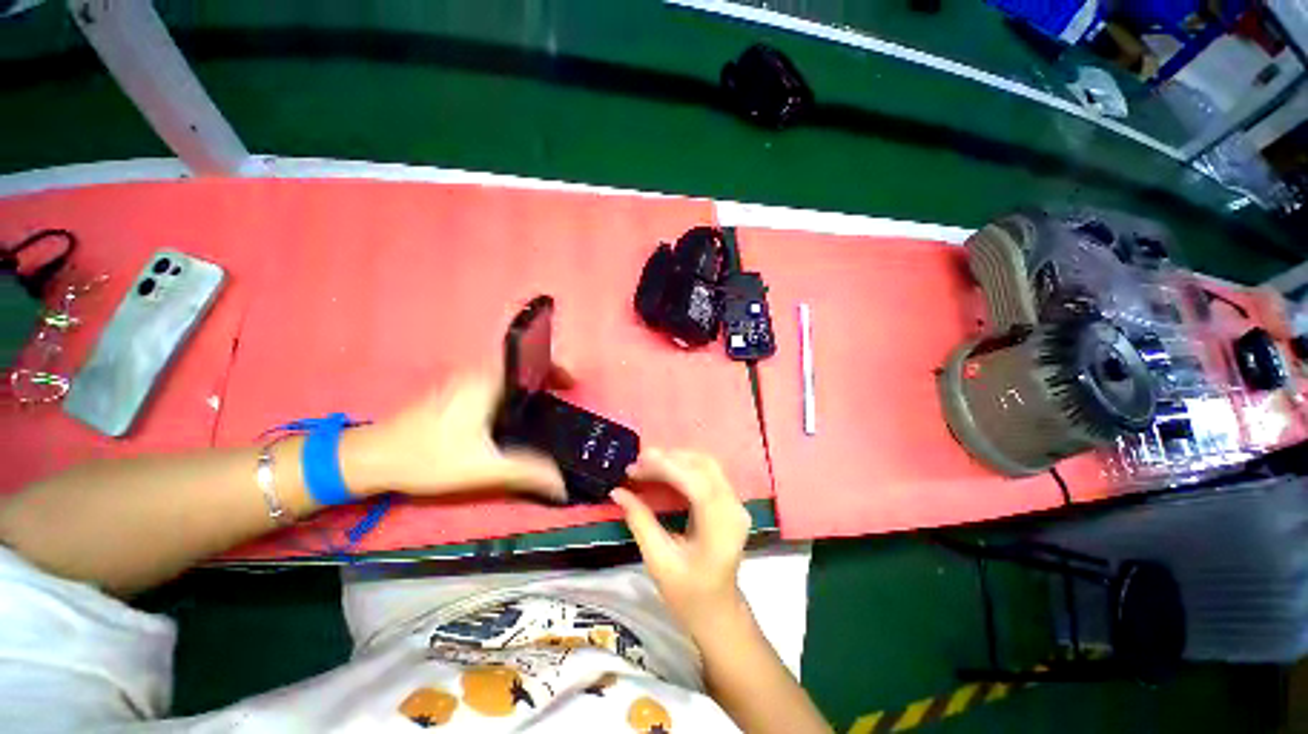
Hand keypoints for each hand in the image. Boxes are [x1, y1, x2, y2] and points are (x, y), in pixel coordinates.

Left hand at [342, 369, 571, 501]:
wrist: (370, 459)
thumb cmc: (427, 457)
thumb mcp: (482, 468)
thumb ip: (526, 472)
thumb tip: (562, 484)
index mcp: (486, 382)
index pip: (529, 363)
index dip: (555, 369)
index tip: (571, 385)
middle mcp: (474, 374)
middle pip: (520, 368)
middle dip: (544, 379)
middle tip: (561, 399)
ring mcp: (461, 381)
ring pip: (505, 376)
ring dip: (527, 386)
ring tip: (544, 407)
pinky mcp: (452, 393)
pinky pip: (492, 384)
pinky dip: (509, 393)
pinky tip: (511, 415)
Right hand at [612, 449, 752, 634]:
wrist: (718, 612)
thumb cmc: (688, 595)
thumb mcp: (658, 561)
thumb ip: (640, 521)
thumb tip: (618, 492)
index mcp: (721, 526)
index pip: (696, 482)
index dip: (666, 466)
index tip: (636, 463)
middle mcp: (734, 508)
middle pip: (703, 466)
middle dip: (668, 459)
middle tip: (637, 464)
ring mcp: (736, 503)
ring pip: (706, 464)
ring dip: (676, 459)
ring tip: (646, 465)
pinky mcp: (730, 502)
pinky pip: (708, 473)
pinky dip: (684, 467)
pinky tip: (663, 471)